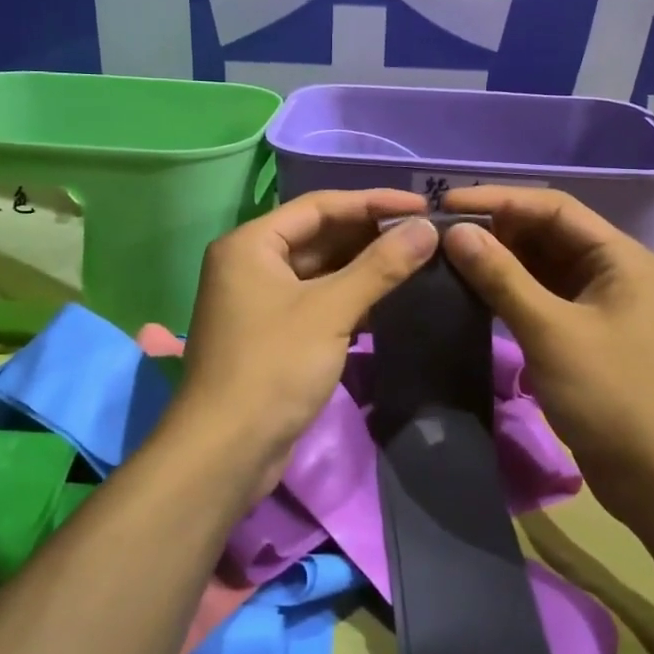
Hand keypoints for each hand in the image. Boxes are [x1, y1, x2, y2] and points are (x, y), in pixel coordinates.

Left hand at [176, 190, 438, 489]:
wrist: (226, 451)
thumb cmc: (274, 367)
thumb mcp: (330, 311)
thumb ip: (380, 266)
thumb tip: (427, 228)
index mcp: (251, 244)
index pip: (320, 206)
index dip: (372, 202)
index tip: (421, 206)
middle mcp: (250, 264)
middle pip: (319, 236)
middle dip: (370, 235)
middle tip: (425, 234)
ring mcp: (260, 301)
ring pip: (320, 271)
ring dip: (364, 267)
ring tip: (417, 261)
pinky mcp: (272, 334)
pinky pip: (316, 301)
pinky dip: (350, 297)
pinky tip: (389, 299)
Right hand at [440, 186, 653, 513]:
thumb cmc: (611, 396)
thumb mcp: (551, 332)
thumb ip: (502, 278)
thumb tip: (455, 232)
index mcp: (619, 257)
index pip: (553, 208)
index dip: (498, 200)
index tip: (446, 203)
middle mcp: (611, 270)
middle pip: (547, 232)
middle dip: (496, 227)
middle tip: (440, 231)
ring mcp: (597, 302)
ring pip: (540, 264)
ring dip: (499, 258)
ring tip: (447, 254)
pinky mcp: (583, 331)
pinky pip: (540, 295)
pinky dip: (508, 289)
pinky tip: (471, 289)